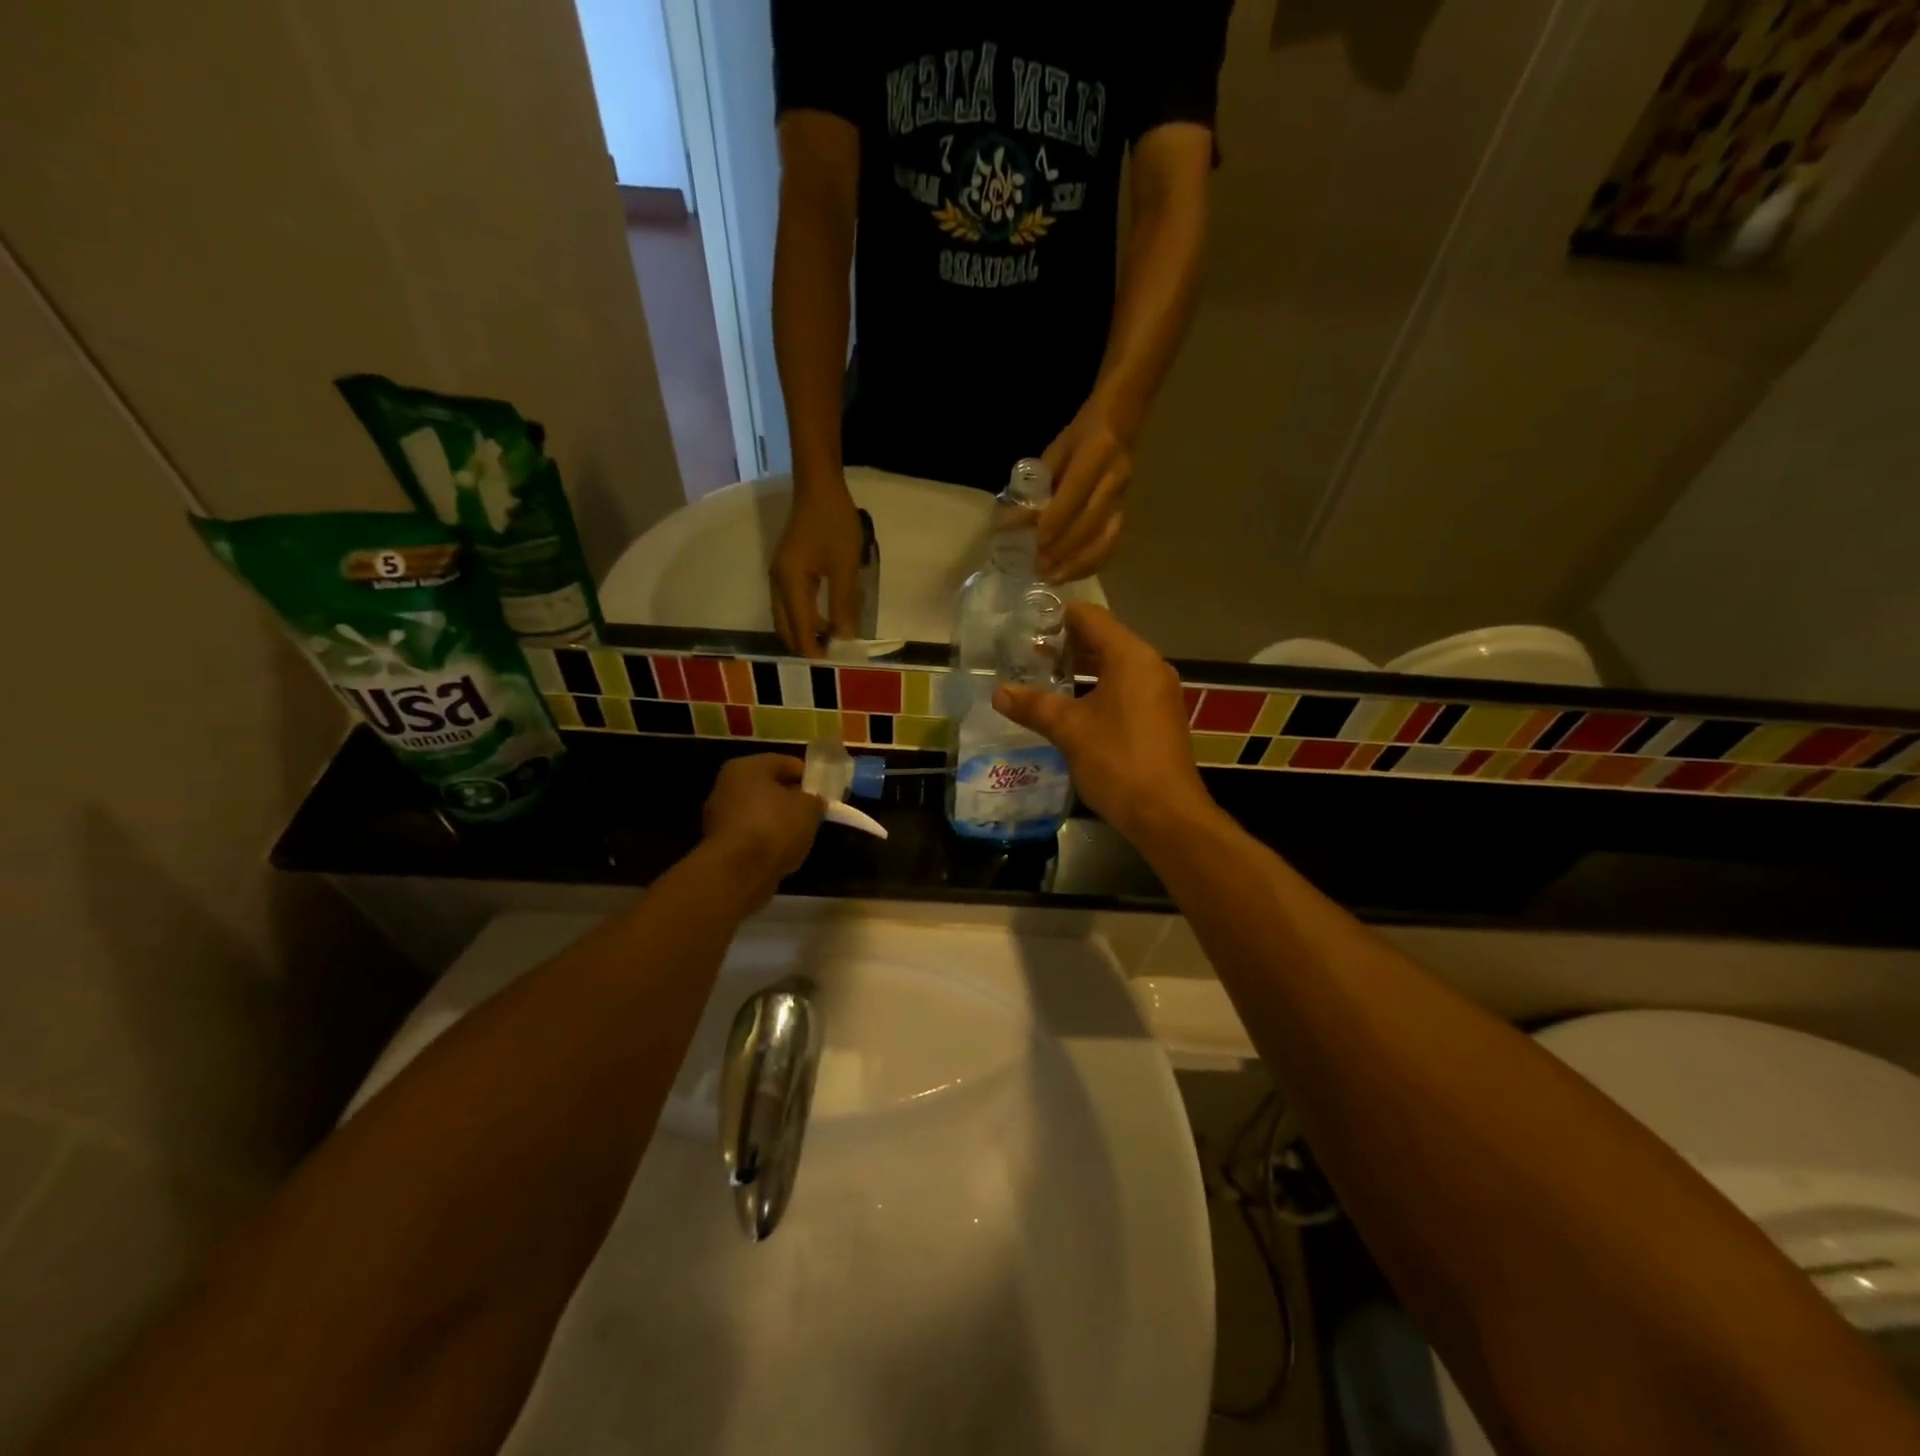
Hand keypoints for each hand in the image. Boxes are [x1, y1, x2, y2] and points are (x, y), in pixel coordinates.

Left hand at [701, 754, 824, 902]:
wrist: (739, 872)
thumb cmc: (775, 827)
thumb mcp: (809, 808)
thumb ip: (815, 799)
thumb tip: (813, 801)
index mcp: (746, 767)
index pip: (784, 762)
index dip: (808, 775)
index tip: (824, 791)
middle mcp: (727, 786)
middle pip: (768, 788)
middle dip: (791, 799)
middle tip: (813, 813)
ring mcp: (719, 816)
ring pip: (758, 812)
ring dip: (778, 822)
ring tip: (801, 835)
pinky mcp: (718, 844)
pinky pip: (751, 835)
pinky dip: (766, 841)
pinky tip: (782, 852)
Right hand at [770, 479, 862, 656]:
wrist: (819, 486)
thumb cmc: (834, 523)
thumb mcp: (844, 566)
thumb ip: (844, 604)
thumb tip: (845, 638)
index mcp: (789, 584)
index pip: (799, 628)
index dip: (815, 649)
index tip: (834, 662)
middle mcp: (777, 583)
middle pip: (786, 627)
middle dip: (806, 644)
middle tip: (832, 654)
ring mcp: (779, 576)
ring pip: (786, 616)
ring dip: (806, 631)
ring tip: (832, 639)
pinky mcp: (786, 569)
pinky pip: (791, 603)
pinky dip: (805, 617)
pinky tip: (826, 618)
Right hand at [991, 603, 1212, 840]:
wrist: (1165, 813)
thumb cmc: (1118, 761)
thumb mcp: (1069, 730)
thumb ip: (1033, 706)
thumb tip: (998, 692)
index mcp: (1131, 657)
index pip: (1090, 617)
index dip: (1056, 616)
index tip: (1024, 624)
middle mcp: (1149, 666)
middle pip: (1102, 639)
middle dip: (1064, 645)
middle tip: (1025, 653)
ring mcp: (1157, 692)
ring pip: (1112, 667)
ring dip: (1078, 669)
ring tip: (1039, 678)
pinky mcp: (1157, 717)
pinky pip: (1122, 689)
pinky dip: (1094, 689)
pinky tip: (1067, 707)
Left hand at [1037, 405, 1131, 582]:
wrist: (1121, 423)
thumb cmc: (1080, 436)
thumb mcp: (1056, 452)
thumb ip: (1038, 487)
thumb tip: (1011, 522)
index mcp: (1097, 454)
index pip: (1075, 493)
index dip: (1056, 521)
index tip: (1037, 542)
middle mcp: (1115, 478)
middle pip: (1091, 522)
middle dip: (1064, 549)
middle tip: (1039, 568)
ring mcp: (1123, 498)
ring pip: (1106, 539)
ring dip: (1079, 563)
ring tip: (1054, 578)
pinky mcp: (1125, 513)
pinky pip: (1112, 544)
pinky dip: (1092, 563)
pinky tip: (1072, 574)